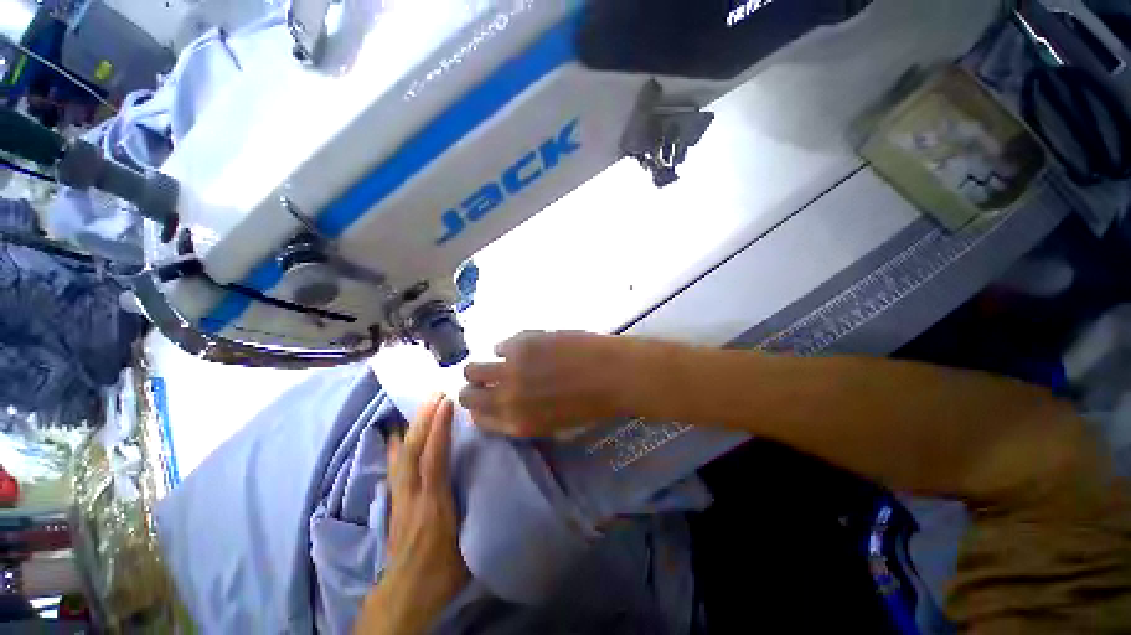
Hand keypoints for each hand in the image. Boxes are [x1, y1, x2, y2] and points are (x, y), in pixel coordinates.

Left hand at [356, 395, 467, 634]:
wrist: (404, 595)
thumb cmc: (443, 572)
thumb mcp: (468, 547)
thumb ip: (478, 512)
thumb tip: (494, 486)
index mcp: (434, 505)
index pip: (434, 460)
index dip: (439, 430)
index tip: (446, 404)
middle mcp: (413, 496)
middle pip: (413, 452)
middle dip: (423, 420)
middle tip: (434, 395)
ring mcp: (400, 498)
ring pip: (401, 457)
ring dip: (411, 428)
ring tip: (419, 406)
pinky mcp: (395, 503)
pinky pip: (395, 467)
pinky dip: (397, 447)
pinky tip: (397, 436)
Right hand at [458, 331, 638, 436]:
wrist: (613, 374)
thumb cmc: (591, 404)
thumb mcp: (555, 424)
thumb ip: (526, 417)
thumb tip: (506, 404)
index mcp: (518, 424)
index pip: (478, 419)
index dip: (479, 409)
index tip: (485, 399)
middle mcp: (507, 398)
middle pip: (468, 395)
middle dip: (473, 389)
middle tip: (487, 380)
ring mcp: (512, 369)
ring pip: (473, 368)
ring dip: (481, 367)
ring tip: (498, 362)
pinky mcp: (522, 343)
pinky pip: (500, 345)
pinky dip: (507, 347)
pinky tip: (522, 348)